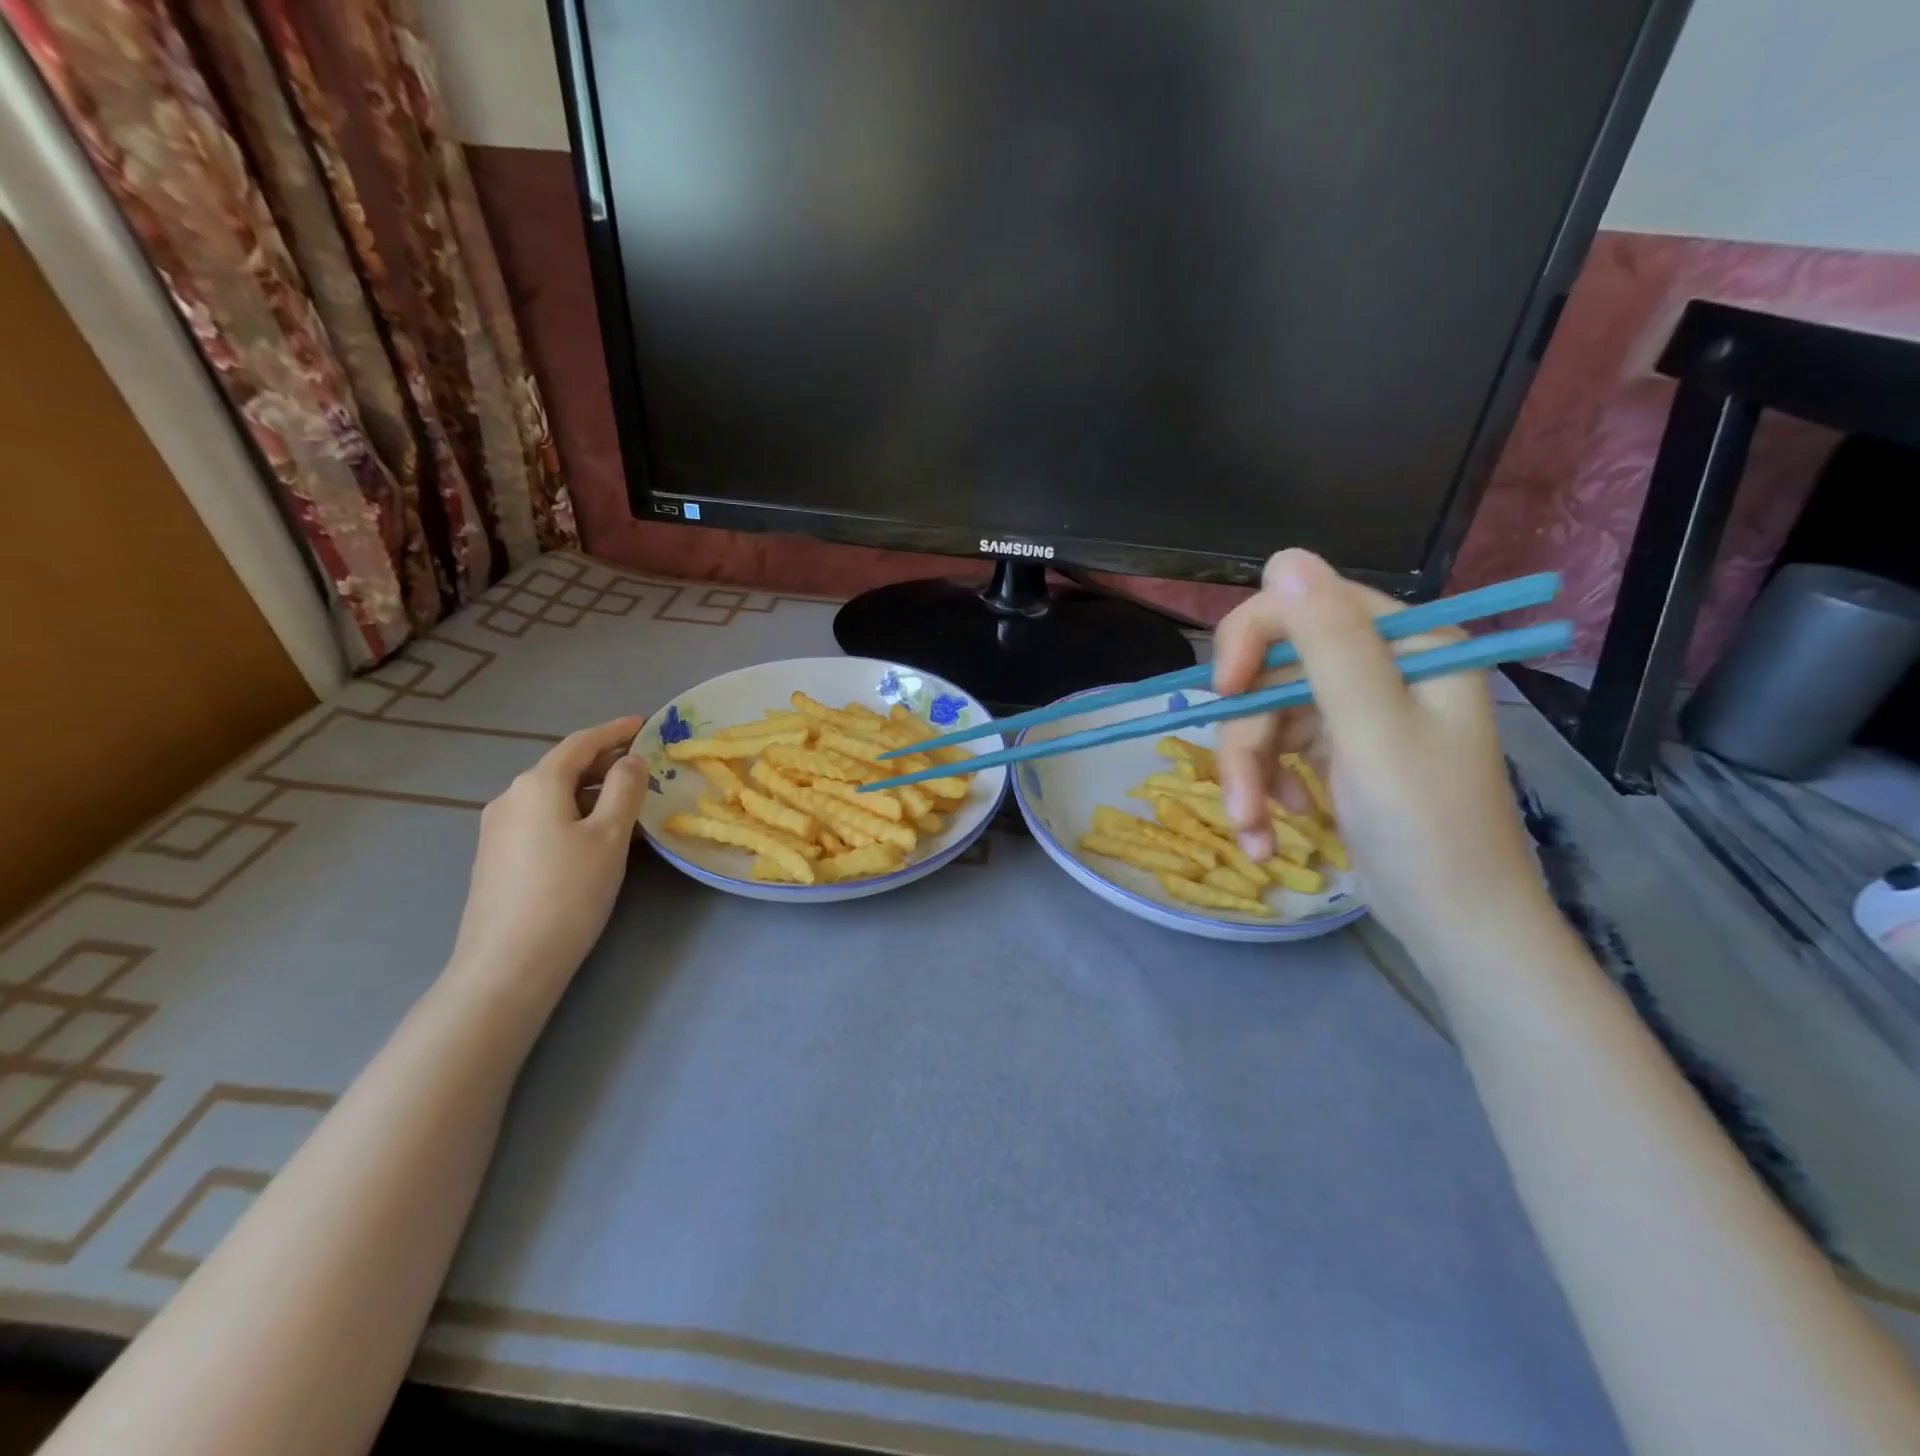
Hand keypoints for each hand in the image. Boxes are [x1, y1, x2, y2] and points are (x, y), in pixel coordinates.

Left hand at [446, 717, 647, 1005]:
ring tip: (626, 801)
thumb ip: (624, 789)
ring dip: (590, 790)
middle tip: (643, 765)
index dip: (614, 731)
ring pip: (553, 795)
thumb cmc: (568, 892)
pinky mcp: (496, 857)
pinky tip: (594, 834)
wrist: (508, 963)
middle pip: (563, 767)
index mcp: (537, 784)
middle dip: (603, 761)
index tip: (643, 723)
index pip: (581, 743)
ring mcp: (498, 829)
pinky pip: (541, 819)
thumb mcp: (609, 836)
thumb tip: (631, 761)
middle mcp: (510, 797)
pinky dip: (573, 813)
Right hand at [1212, 550, 1546, 956]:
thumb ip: (1330, 642)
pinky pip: (1277, 750)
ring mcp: (1357, 711)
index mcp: (1407, 644)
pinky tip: (1270, 829)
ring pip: (1265, 716)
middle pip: (1273, 671)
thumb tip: (1284, 557)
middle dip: (1246, 738)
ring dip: (1247, 776)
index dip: (1252, 641)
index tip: (1223, 693)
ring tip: (1252, 831)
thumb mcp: (1373, 730)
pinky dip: (1263, 789)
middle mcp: (1381, 667)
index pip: (1304, 604)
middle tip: (1239, 798)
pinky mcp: (1338, 750)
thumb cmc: (1426, 829)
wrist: (1456, 926)